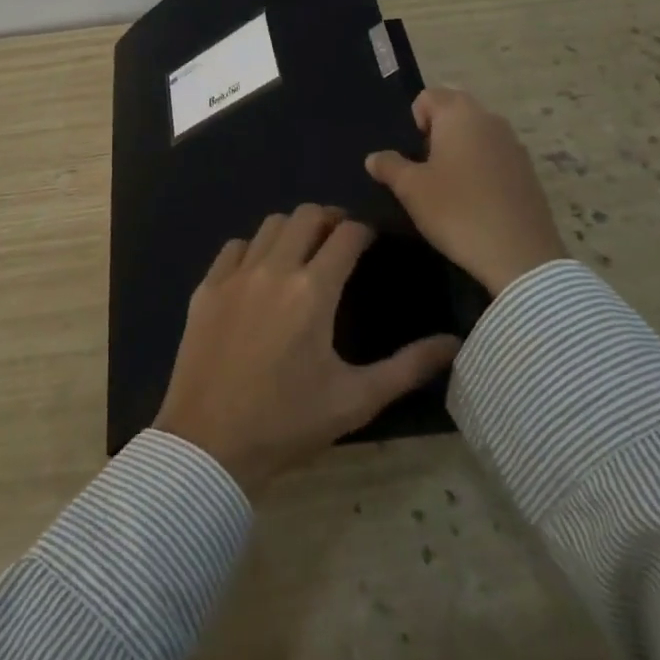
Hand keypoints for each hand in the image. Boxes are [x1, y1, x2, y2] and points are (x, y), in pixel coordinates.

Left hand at [153, 204, 461, 493]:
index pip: (346, 235)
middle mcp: (274, 269)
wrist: (209, 444)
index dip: (364, 230)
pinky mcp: (206, 288)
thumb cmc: (287, 423)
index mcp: (313, 291)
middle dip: (329, 219)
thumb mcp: (356, 400)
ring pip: (269, 225)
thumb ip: (407, 367)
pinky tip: (259, 272)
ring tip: (303, 251)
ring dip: (292, 229)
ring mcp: (235, 275)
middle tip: (340, 239)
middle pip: (306, 215)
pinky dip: (254, 247)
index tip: (371, 240)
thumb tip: (453, 343)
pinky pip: (234, 248)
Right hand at [365, 87, 566, 296]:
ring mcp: (514, 144)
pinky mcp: (528, 171)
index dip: (412, 122)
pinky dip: (480, 170)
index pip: (428, 97)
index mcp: (460, 114)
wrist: (519, 255)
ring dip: (458, 153)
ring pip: (475, 136)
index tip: (411, 156)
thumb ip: (389, 166)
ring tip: (447, 189)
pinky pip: (494, 157)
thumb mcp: (411, 189)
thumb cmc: (457, 211)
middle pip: (453, 113)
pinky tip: (474, 202)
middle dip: (434, 135)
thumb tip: (374, 157)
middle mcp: (490, 119)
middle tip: (424, 172)